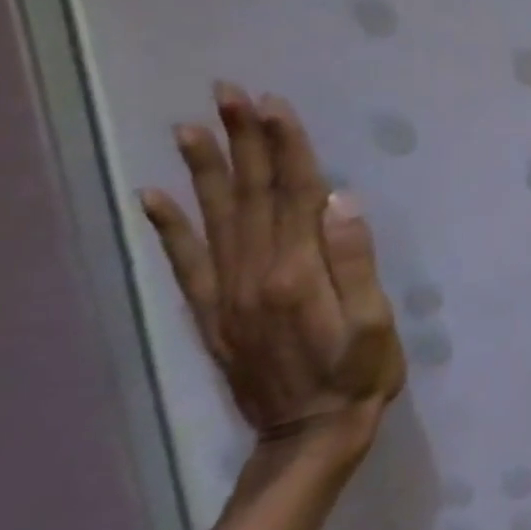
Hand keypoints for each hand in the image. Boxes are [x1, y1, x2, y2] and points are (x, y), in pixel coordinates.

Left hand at [139, 83, 405, 450]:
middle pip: (251, 195)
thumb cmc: (360, 374)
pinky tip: (155, 196)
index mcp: (297, 272)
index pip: (293, 193)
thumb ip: (355, 262)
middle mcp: (254, 274)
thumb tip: (340, 201)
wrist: (310, 435)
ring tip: (192, 127)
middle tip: (228, 94)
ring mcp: (227, 294)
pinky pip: (186, 263)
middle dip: (243, 141)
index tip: (273, 104)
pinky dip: (169, 227)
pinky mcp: (214, 313)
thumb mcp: (375, 322)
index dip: (285, 146)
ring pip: (216, 218)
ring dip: (206, 170)